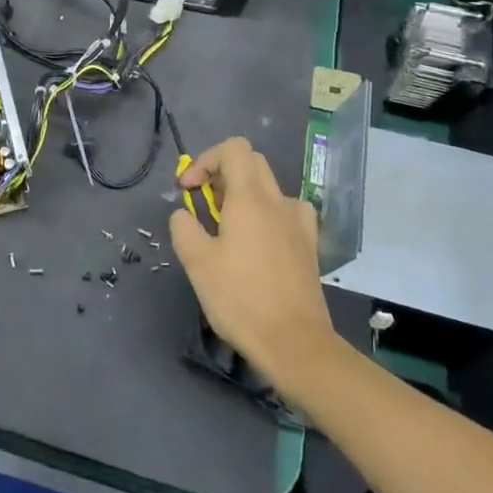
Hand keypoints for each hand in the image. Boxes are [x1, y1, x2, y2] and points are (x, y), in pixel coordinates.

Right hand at [168, 137, 342, 391]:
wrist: (294, 343)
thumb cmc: (240, 298)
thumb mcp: (196, 262)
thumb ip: (184, 227)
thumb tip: (184, 215)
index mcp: (250, 199)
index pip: (233, 149)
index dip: (205, 160)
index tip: (189, 191)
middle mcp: (278, 202)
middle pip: (252, 163)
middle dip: (222, 173)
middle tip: (204, 204)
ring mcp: (299, 224)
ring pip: (270, 187)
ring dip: (245, 194)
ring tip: (229, 225)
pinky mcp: (309, 246)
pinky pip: (287, 212)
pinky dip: (268, 214)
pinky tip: (258, 241)